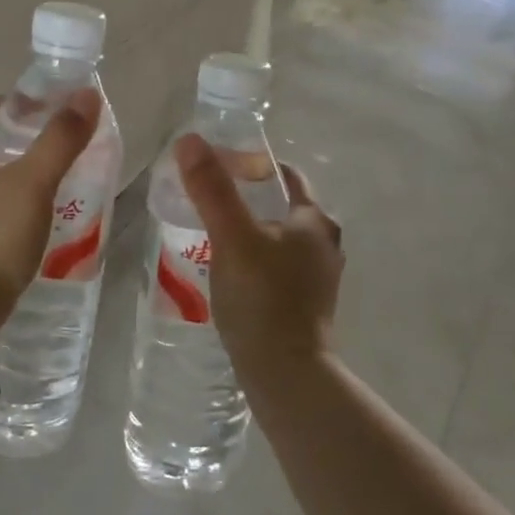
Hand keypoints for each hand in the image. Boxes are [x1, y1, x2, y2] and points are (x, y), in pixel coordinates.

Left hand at [0, 89, 101, 341]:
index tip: (56, 113)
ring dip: (13, 171)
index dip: (22, 104)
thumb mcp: (32, 184)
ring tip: (51, 179)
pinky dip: (4, 199)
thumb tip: (86, 95)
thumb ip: (60, 139)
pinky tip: (29, 214)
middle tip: (60, 146)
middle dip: (21, 139)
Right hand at [174, 135, 343, 367]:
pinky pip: (274, 266)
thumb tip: (189, 140)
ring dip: (247, 229)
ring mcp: (316, 278)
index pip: (285, 175)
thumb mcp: (233, 237)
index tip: (215, 166)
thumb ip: (212, 189)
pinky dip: (251, 258)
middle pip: (281, 206)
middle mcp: (324, 244)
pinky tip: (225, 270)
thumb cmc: (263, 298)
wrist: (286, 374)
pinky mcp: (303, 304)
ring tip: (208, 232)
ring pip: (277, 238)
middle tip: (205, 198)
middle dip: (245, 197)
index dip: (251, 164)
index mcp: (315, 221)